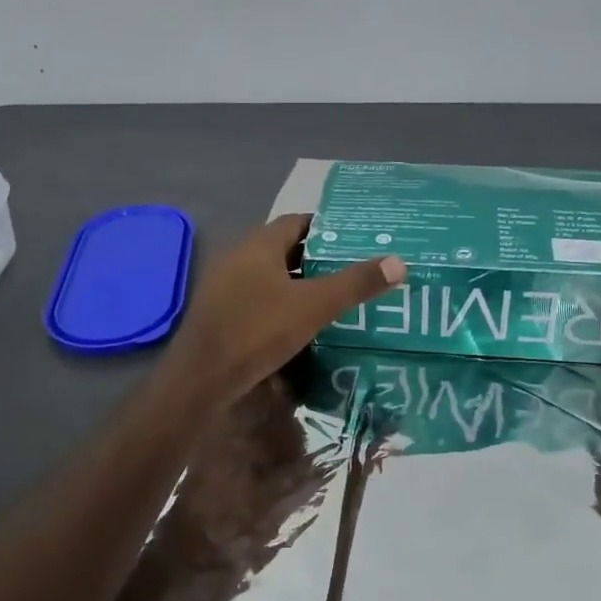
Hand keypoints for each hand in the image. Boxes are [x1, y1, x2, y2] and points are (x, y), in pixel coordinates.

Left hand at [166, 214, 404, 406]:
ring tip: (332, 299)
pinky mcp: (218, 314)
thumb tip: (398, 262)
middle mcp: (238, 257)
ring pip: (269, 277)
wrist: (201, 378)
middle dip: (316, 259)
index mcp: (259, 245)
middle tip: (351, 271)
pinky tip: (298, 325)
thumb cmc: (258, 331)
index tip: (355, 241)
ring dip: (297, 284)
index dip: (326, 229)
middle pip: (283, 249)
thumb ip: (355, 284)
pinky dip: (279, 305)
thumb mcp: (314, 306)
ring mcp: (223, 287)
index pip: (297, 222)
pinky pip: (256, 299)